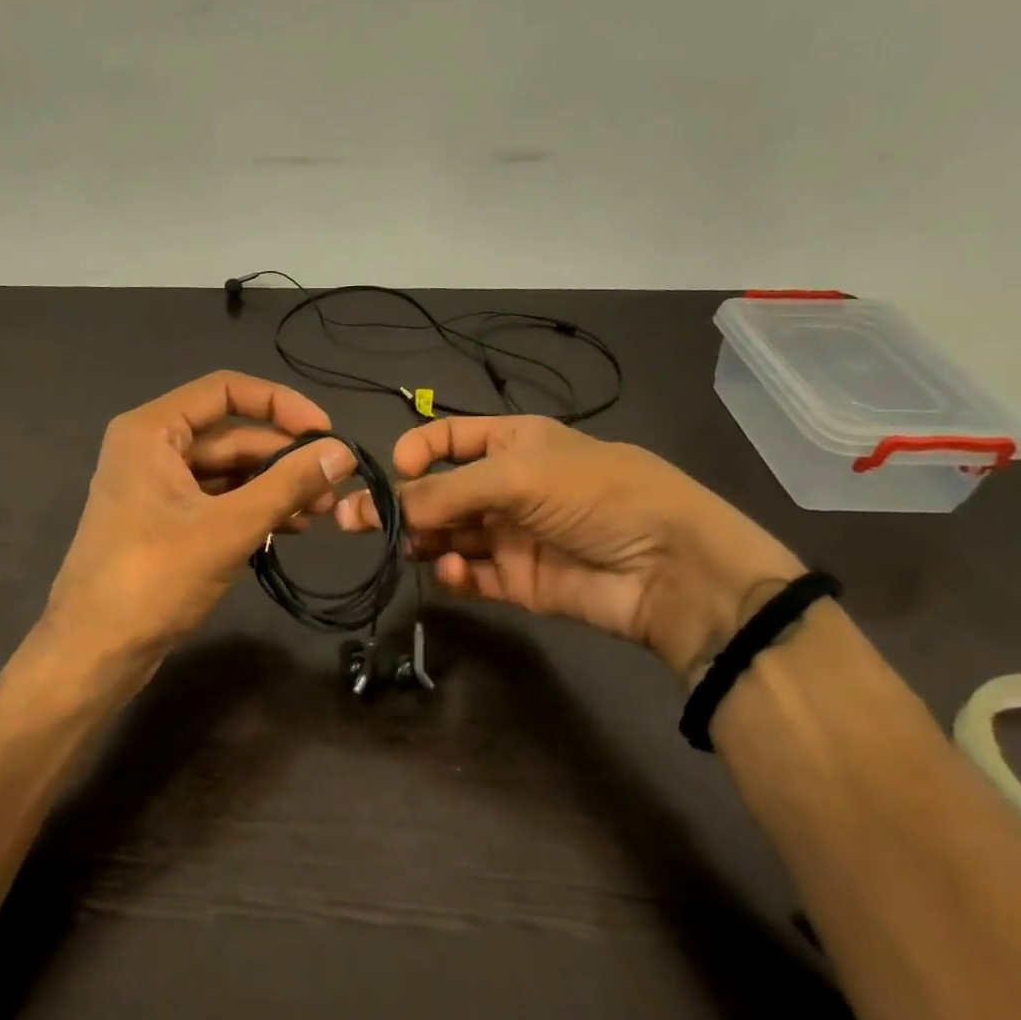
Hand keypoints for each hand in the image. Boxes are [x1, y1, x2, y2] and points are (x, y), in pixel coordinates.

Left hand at [38, 372, 355, 697]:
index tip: (325, 432)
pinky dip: (253, 509)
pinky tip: (291, 528)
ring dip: (274, 487)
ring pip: (228, 471)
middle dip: (284, 457)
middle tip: (334, 484)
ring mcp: (157, 487)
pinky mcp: (165, 522)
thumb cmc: (153, 579)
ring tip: (323, 512)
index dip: (280, 404)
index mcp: (152, 430)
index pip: (225, 389)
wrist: (93, 653)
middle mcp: (152, 448)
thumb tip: (343, 451)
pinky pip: (217, 500)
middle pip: (231, 434)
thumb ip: (288, 484)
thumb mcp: (228, 528)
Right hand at [335, 416, 800, 676]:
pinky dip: (454, 575)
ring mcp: (512, 535)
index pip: (449, 438)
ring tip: (400, 548)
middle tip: (352, 520)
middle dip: (400, 503)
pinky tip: (450, 574)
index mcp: (513, 443)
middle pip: (440, 492)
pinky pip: (472, 575)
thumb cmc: (592, 494)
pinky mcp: (519, 582)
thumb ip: (447, 491)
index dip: (417, 450)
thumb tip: (388, 506)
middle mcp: (508, 486)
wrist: (668, 567)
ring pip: (449, 535)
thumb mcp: (517, 474)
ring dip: (422, 539)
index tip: (392, 471)